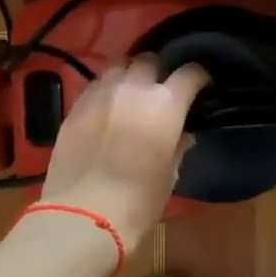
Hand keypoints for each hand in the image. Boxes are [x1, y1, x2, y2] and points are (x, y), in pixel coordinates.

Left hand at [38, 56, 208, 248]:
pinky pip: (95, 87)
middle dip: (157, 72)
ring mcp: (101, 94)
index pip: (189, 73)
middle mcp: (134, 88)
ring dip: (128, 77)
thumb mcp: (169, 176)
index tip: (200, 87)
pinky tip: (105, 110)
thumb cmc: (139, 200)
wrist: (85, 214)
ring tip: (129, 95)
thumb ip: (177, 147)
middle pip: (149, 61)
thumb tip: (182, 136)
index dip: (198, 77)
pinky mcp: (75, 107)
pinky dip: (105, 92)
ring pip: (118, 68)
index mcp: (166, 104)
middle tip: (159, 91)